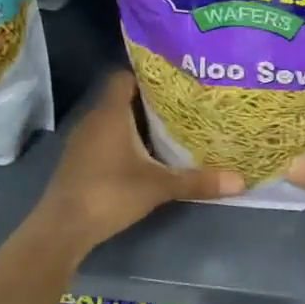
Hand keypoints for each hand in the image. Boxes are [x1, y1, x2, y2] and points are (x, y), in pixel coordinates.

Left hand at [36, 73, 244, 253]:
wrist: (63, 227)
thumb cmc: (110, 193)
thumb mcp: (159, 187)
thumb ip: (198, 181)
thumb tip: (241, 181)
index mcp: (110, 114)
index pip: (125, 77)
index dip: (148, 76)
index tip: (175, 82)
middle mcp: (94, 120)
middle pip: (123, 99)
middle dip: (151, 102)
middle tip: (184, 105)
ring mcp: (83, 142)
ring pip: (114, 121)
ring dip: (138, 124)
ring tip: (171, 129)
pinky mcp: (80, 161)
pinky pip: (106, 140)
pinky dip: (125, 142)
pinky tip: (147, 155)